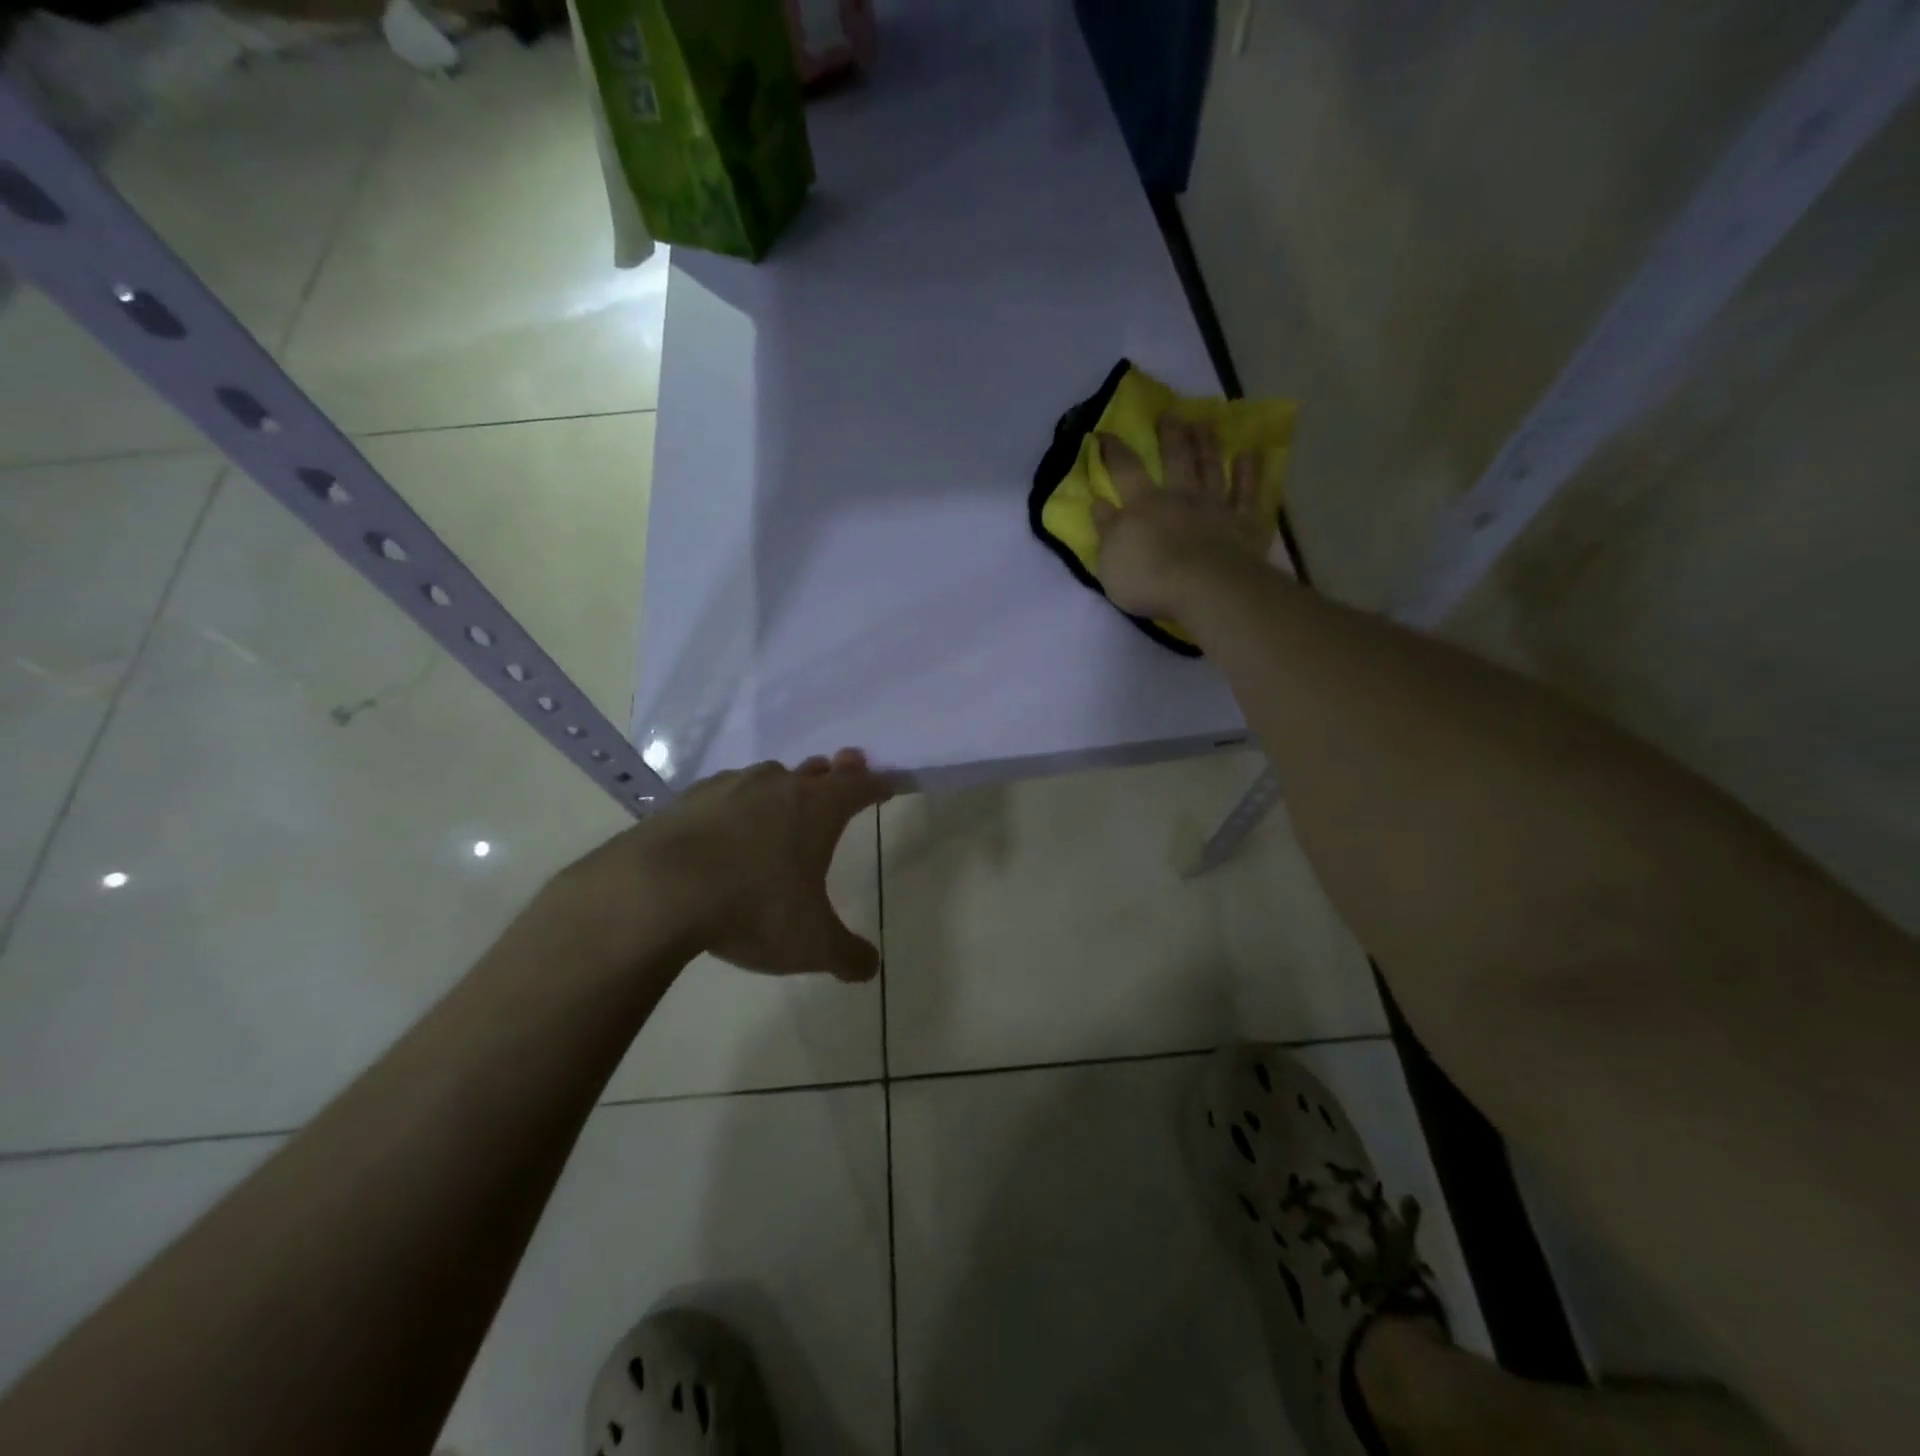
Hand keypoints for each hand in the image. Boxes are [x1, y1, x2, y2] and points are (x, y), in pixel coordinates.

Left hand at [556, 749, 894, 981]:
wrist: (657, 891)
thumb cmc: (752, 908)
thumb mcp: (811, 944)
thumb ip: (847, 956)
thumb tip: (869, 968)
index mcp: (818, 809)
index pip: (861, 786)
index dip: (879, 785)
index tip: (888, 784)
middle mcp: (779, 786)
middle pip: (817, 771)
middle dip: (835, 774)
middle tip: (843, 772)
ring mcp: (731, 786)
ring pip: (770, 777)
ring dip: (784, 787)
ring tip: (784, 803)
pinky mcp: (689, 798)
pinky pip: (726, 791)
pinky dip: (737, 802)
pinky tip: (726, 824)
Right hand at [1091, 414, 1273, 622]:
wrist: (1204, 589)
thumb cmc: (1149, 580)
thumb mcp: (1110, 561)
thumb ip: (1106, 530)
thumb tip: (1098, 503)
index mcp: (1143, 505)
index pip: (1125, 470)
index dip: (1113, 451)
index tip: (1104, 434)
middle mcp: (1179, 497)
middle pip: (1175, 459)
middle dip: (1170, 435)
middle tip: (1170, 414)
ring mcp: (1214, 506)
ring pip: (1210, 468)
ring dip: (1207, 444)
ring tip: (1205, 423)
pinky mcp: (1243, 522)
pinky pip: (1247, 492)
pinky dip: (1249, 472)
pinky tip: (1251, 454)